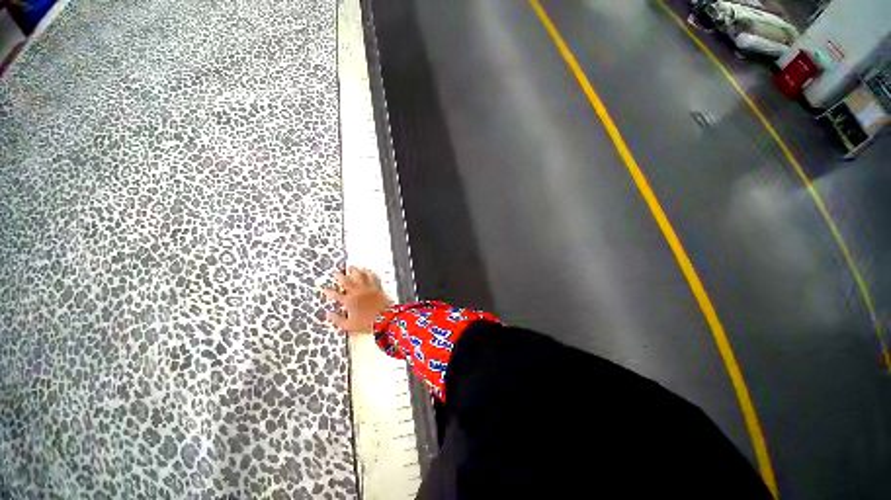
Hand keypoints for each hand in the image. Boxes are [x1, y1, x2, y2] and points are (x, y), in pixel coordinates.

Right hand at [323, 267, 393, 333]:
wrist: (385, 318)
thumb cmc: (367, 324)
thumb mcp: (348, 326)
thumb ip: (337, 320)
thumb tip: (328, 314)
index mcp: (349, 301)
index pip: (335, 295)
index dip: (328, 291)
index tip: (324, 289)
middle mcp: (357, 292)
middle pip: (347, 281)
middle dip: (339, 276)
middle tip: (335, 273)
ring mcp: (368, 288)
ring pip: (360, 276)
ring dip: (355, 270)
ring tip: (351, 267)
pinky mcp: (377, 287)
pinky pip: (373, 277)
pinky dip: (370, 272)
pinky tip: (368, 270)